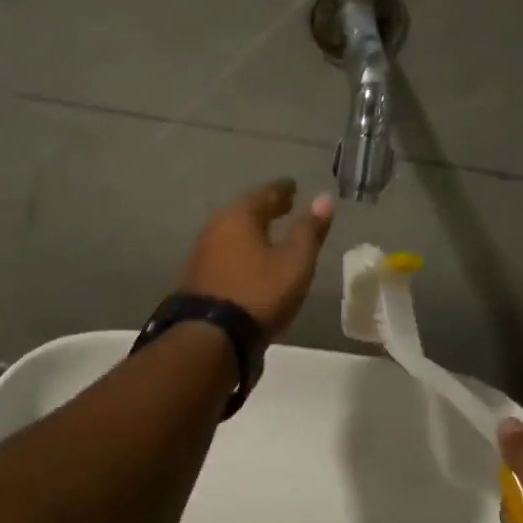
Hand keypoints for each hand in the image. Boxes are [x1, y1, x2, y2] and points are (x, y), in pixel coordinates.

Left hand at [178, 179, 335, 340]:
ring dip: (252, 228)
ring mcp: (203, 250)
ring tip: (269, 231)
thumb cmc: (258, 293)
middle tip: (284, 204)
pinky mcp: (197, 274)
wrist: (210, 337)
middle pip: (246, 210)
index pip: (266, 194)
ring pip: (233, 230)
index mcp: (240, 216)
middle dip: (266, 207)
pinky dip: (241, 247)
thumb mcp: (294, 263)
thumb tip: (324, 198)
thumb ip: (309, 231)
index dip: (283, 190)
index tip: (293, 186)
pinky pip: (225, 249)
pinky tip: (249, 258)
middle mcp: (216, 226)